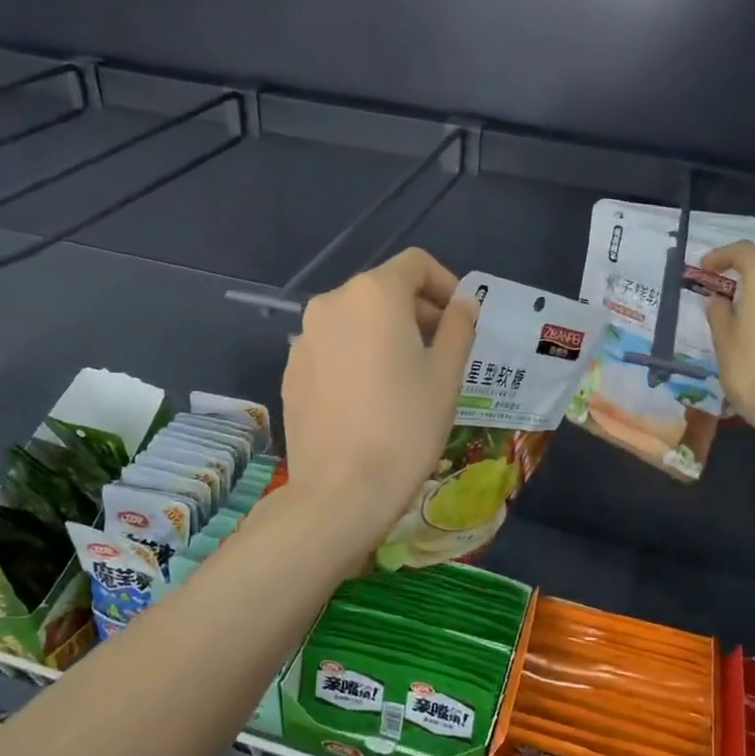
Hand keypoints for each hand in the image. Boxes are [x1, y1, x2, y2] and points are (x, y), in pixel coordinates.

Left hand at [281, 249, 478, 545]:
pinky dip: (358, 355)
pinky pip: (334, 347)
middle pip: (383, 290)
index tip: (461, 317)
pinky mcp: (292, 370)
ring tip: (408, 377)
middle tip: (443, 350)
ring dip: (387, 334)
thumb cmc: (406, 426)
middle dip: (418, 311)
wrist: (341, 491)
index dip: (445, 283)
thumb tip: (463, 302)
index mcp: (373, 294)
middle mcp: (331, 303)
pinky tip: (371, 397)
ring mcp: (304, 338)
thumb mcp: (446, 374)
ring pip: (356, 320)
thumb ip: (458, 326)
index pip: (415, 264)